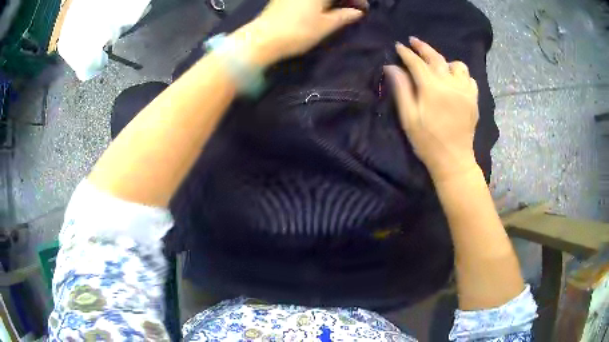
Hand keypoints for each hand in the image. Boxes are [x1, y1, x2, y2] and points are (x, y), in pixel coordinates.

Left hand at [246, 0, 365, 61]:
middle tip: (352, 10)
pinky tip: (323, 8)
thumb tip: (357, 12)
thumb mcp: (326, 25)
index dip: (357, 0)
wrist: (261, 39)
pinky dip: (319, 2)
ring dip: (332, 1)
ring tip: (339, 11)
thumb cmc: (297, 32)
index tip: (363, 10)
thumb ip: (344, 16)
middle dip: (345, 0)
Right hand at [384, 37, 479, 181]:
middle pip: (436, 58)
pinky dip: (461, 75)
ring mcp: (465, 91)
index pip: (416, 63)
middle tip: (413, 41)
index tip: (398, 46)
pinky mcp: (473, 99)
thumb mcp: (408, 117)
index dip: (406, 53)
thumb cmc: (427, 142)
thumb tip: (391, 67)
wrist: (453, 160)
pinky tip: (454, 80)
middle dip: (423, 47)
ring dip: (445, 61)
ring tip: (438, 66)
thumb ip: (401, 89)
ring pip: (457, 65)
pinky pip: (470, 78)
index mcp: (432, 89)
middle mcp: (450, 85)